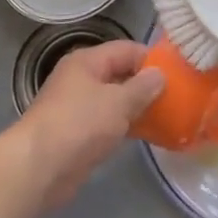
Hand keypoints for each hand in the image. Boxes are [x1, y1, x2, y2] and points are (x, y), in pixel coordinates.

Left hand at [13, 40, 164, 210]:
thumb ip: (143, 87)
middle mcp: (81, 80)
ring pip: (116, 101)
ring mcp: (78, 108)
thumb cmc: (79, 124)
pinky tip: (148, 135)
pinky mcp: (79, 134)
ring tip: (169, 116)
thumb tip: (160, 74)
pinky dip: (127, 127)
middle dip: (147, 85)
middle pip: (121, 74)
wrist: (39, 168)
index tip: (178, 73)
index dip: (151, 59)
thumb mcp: (118, 102)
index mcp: (87, 62)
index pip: (126, 49)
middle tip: (178, 96)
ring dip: (138, 108)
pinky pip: (109, 123)